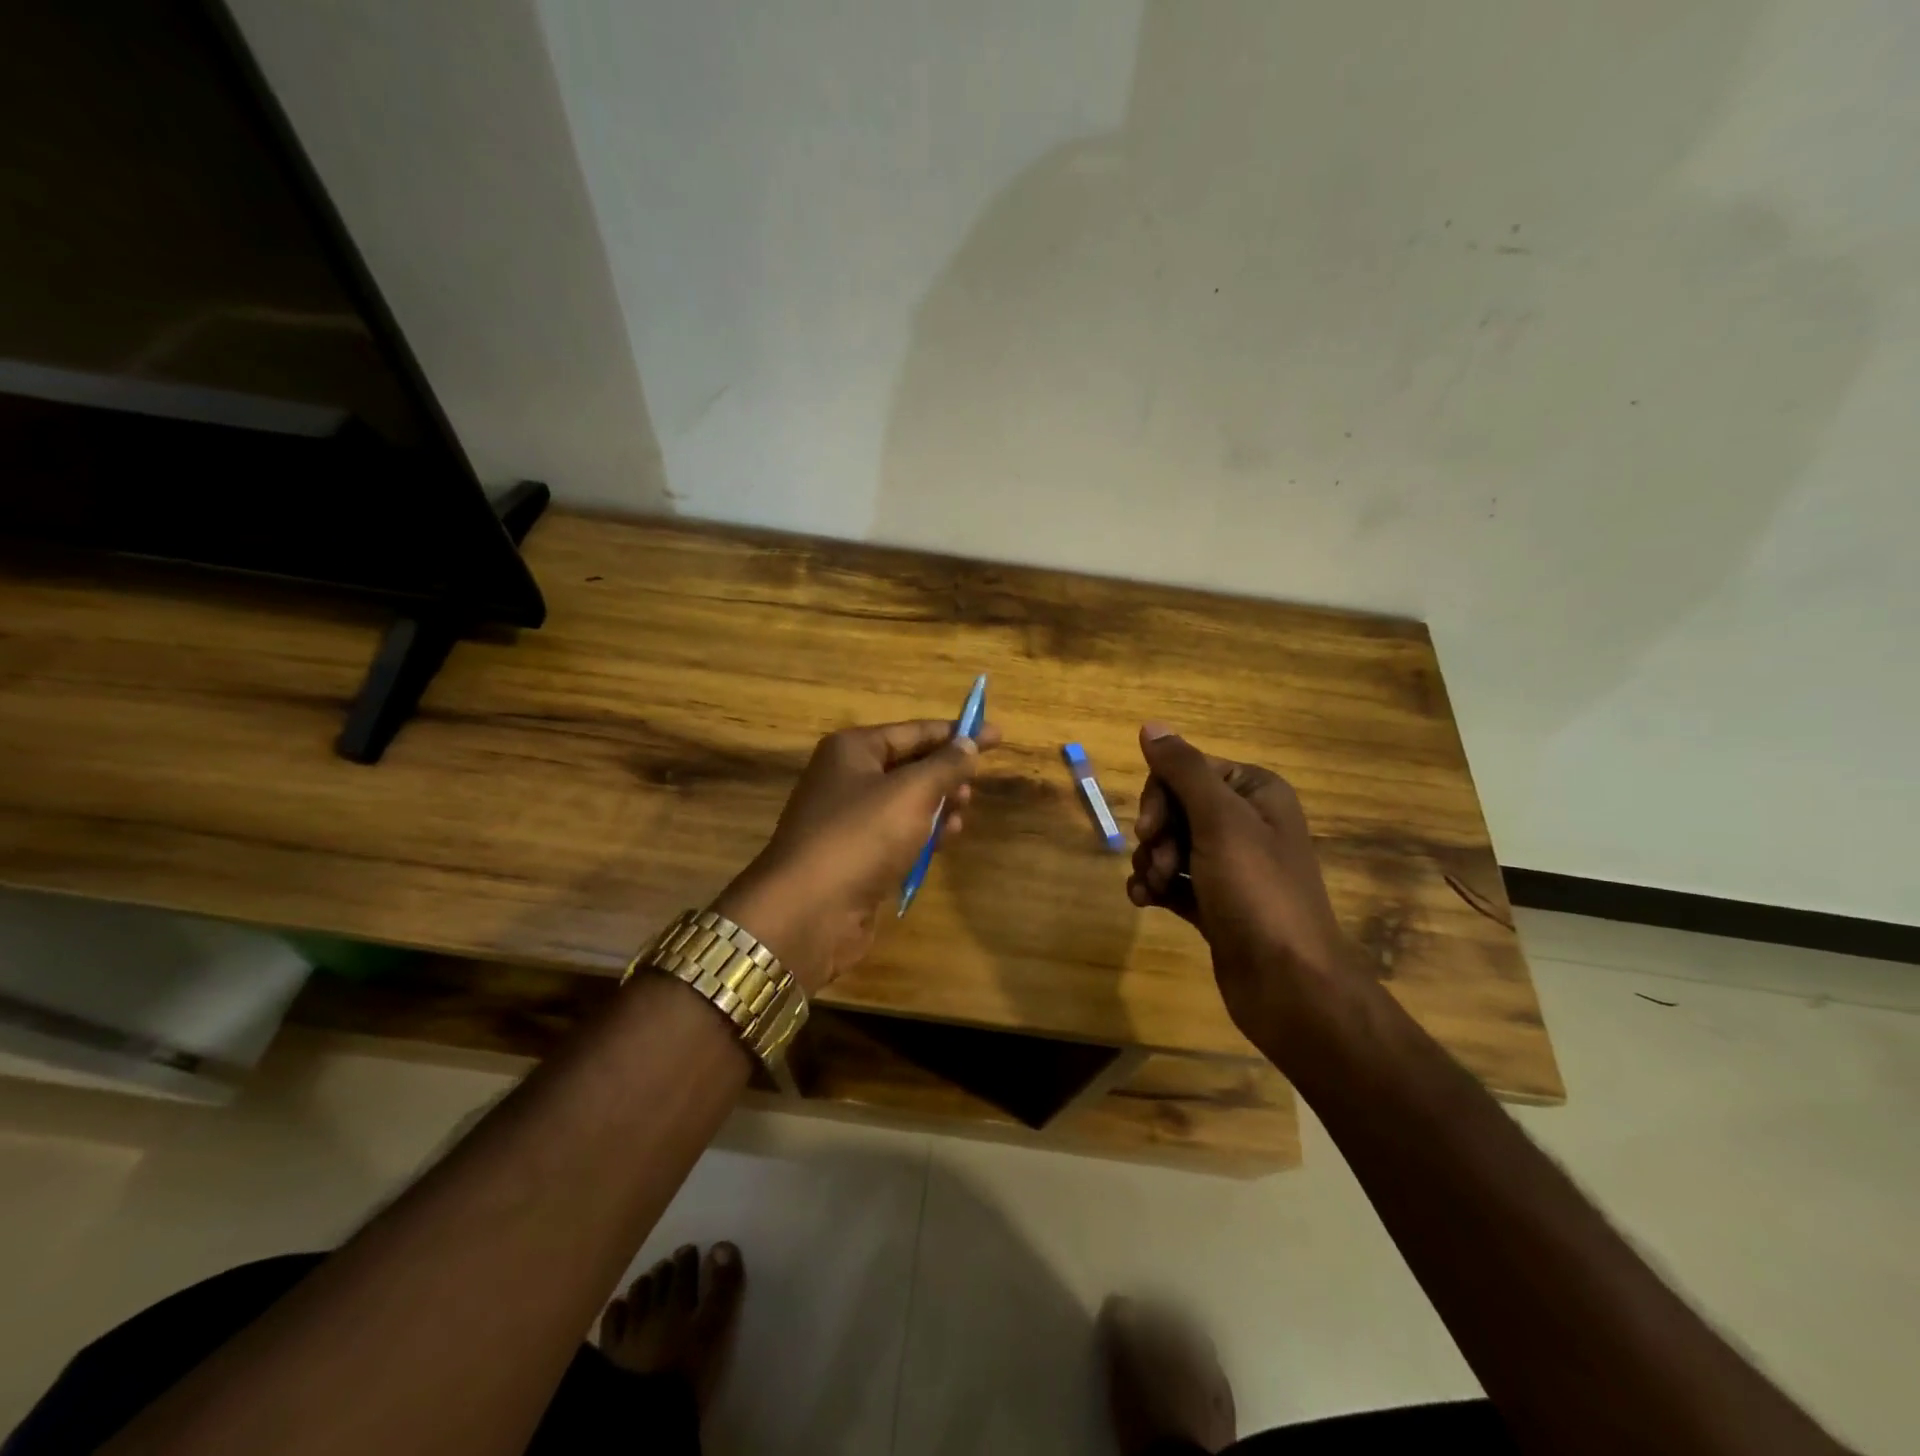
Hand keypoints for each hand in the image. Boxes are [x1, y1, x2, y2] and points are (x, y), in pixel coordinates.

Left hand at [714, 718, 1000, 992]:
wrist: (809, 911)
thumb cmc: (861, 836)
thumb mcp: (912, 792)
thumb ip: (946, 766)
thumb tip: (969, 743)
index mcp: (853, 750)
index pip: (915, 731)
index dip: (958, 732)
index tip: (996, 735)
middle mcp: (847, 778)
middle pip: (910, 765)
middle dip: (946, 773)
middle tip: (975, 786)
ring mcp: (849, 820)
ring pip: (907, 802)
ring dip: (939, 805)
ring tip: (964, 812)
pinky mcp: (856, 856)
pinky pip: (898, 834)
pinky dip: (924, 834)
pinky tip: (947, 840)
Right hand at [1127, 722, 1364, 1045]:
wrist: (1288, 984)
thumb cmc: (1257, 892)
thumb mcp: (1220, 821)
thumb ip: (1183, 770)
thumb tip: (1151, 726)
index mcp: (1256, 792)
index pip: (1188, 770)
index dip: (1161, 796)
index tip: (1150, 829)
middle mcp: (1246, 822)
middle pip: (1176, 807)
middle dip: (1157, 834)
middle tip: (1158, 862)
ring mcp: (1232, 865)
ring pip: (1171, 844)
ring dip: (1152, 863)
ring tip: (1154, 888)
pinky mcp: (1217, 902)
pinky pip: (1175, 880)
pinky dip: (1156, 887)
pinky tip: (1144, 902)